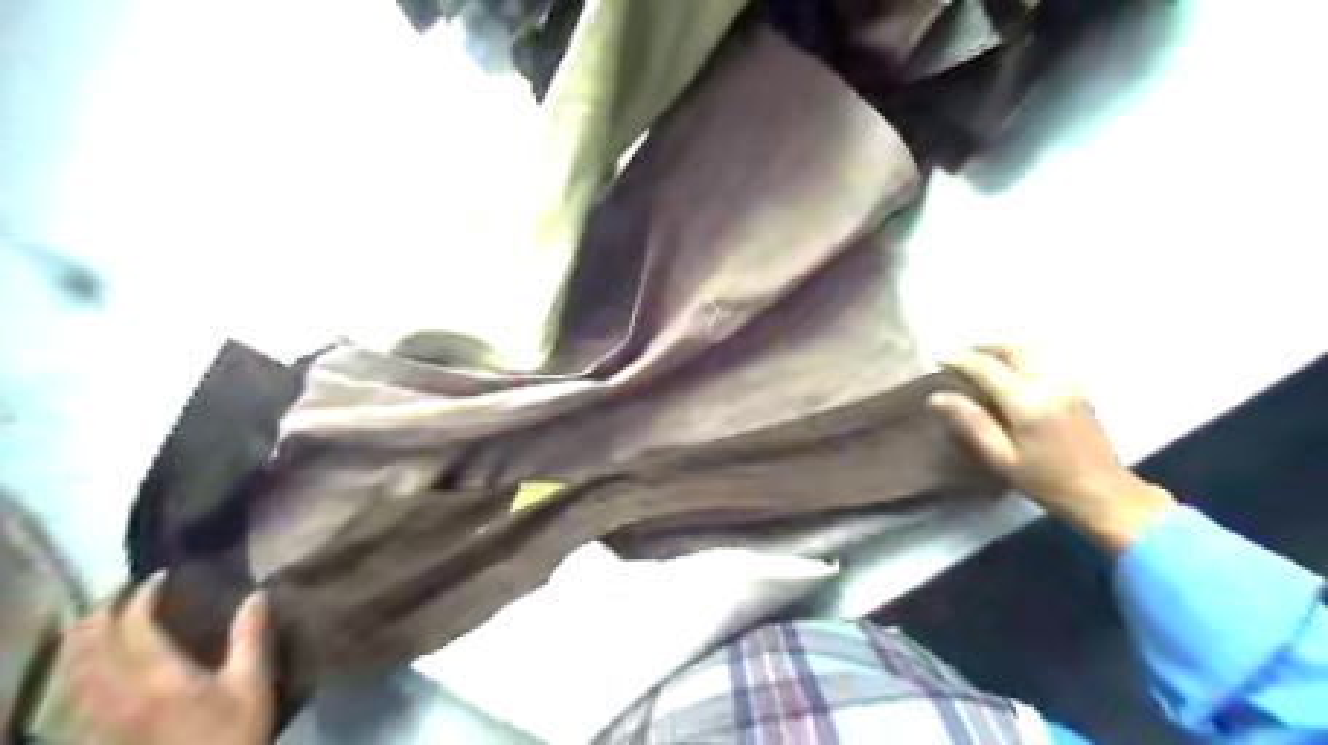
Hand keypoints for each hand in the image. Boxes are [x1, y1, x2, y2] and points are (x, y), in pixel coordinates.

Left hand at [60, 575, 274, 744]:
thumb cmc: (234, 732)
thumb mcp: (252, 685)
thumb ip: (250, 638)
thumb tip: (257, 594)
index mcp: (162, 679)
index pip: (136, 631)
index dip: (140, 599)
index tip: (157, 578)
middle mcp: (123, 696)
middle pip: (91, 651)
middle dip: (98, 616)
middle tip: (114, 591)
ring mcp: (106, 719)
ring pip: (74, 675)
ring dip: (78, 643)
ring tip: (88, 620)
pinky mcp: (104, 734)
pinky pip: (75, 696)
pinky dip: (75, 671)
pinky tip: (84, 666)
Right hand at [933, 346, 1169, 551]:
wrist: (1102, 492)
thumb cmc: (1044, 481)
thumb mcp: (1000, 458)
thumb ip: (971, 422)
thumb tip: (936, 397)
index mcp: (1028, 403)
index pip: (988, 367)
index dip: (961, 359)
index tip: (939, 358)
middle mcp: (1050, 383)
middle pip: (1012, 350)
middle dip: (982, 348)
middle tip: (958, 357)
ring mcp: (1067, 382)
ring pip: (1030, 350)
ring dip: (1002, 350)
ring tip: (980, 359)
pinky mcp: (1076, 386)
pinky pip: (1043, 359)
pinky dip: (1020, 356)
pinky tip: (1008, 369)